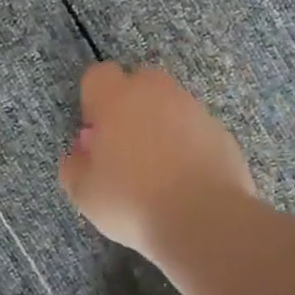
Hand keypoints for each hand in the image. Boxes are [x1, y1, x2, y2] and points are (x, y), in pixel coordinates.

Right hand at [58, 62, 254, 255]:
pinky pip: (195, 128)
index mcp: (116, 99)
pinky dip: (187, 143)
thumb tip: (79, 154)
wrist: (204, 219)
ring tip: (157, 167)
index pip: (98, 75)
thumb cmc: (132, 201)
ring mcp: (193, 109)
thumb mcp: (84, 193)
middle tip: (124, 146)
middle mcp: (156, 93)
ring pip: (169, 104)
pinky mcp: (220, 131)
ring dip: (160, 124)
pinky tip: (184, 177)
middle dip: (128, 105)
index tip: (94, 133)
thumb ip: (74, 166)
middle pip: (137, 81)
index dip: (92, 101)